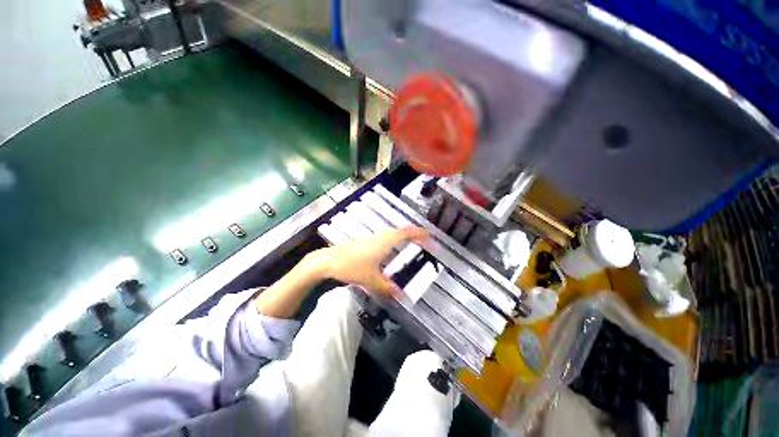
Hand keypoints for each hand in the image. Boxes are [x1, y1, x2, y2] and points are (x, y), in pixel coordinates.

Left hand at [309, 226, 428, 296]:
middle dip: (416, 236)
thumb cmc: (352, 266)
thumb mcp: (372, 280)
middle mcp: (381, 236)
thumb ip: (387, 288)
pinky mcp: (367, 241)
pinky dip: (395, 241)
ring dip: (405, 238)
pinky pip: (387, 238)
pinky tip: (393, 252)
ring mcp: (373, 237)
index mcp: (386, 241)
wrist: (328, 261)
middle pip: (403, 231)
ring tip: (414, 246)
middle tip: (426, 245)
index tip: (431, 240)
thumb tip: (401, 296)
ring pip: (394, 233)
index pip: (408, 233)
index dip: (421, 235)